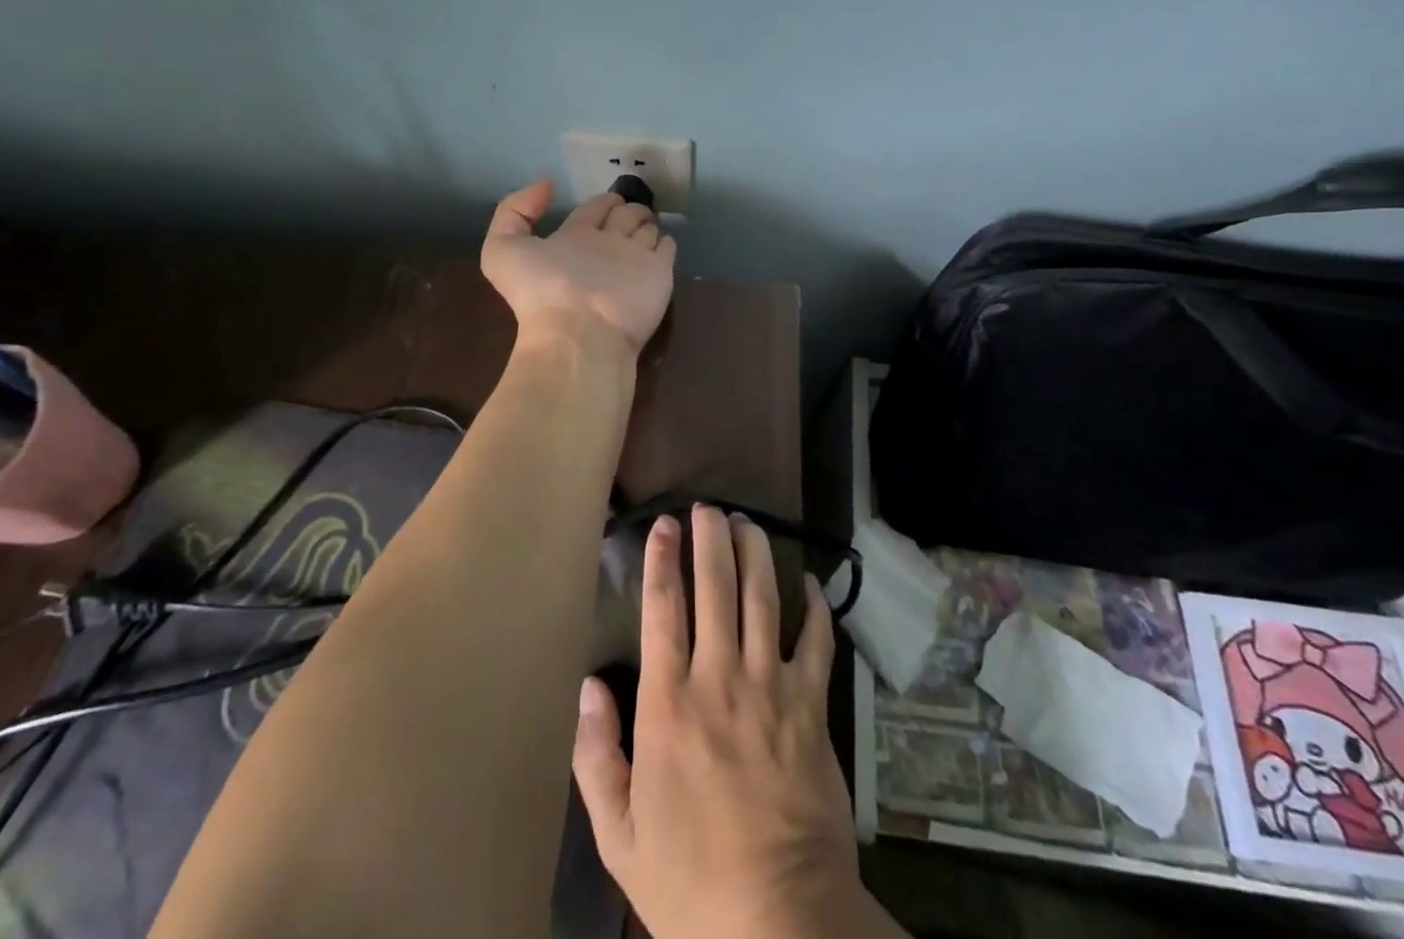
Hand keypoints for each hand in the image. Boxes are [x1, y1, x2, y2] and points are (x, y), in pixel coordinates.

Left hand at [481, 179, 675, 354]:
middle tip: (633, 201)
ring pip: (644, 232)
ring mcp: (633, 260)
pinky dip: (665, 242)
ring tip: (648, 215)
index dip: (600, 202)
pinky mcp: (658, 273)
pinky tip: (664, 237)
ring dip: (646, 221)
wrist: (579, 331)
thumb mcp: (502, 249)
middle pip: (621, 219)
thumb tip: (547, 185)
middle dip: (627, 208)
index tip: (610, 197)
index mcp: (573, 239)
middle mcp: (604, 248)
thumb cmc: (543, 289)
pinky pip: (666, 249)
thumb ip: (515, 211)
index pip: (591, 212)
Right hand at [573, 507, 901, 938]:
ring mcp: (771, 689)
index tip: (665, 525)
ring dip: (755, 554)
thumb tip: (587, 687)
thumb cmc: (691, 882)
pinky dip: (814, 608)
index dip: (663, 559)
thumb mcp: (619, 835)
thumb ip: (596, 757)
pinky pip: (816, 644)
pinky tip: (808, 582)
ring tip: (747, 522)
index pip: (663, 609)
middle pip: (716, 587)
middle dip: (710, 539)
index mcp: (669, 704)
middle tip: (708, 506)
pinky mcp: (811, 709)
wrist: (781, 924)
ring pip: (763, 600)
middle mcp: (720, 679)